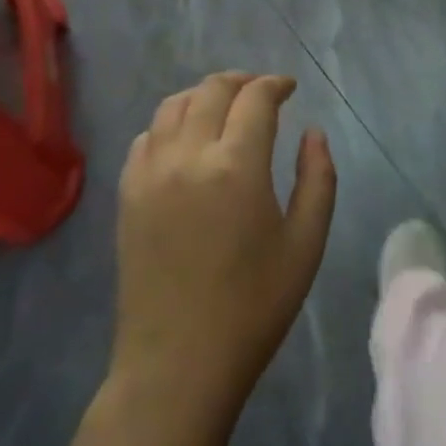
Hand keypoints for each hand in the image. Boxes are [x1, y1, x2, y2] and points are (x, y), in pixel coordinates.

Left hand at [113, 72, 336, 407]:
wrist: (178, 364)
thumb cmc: (253, 307)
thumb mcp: (306, 245)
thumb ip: (318, 178)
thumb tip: (312, 133)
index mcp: (236, 165)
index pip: (255, 98)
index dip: (275, 84)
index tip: (289, 88)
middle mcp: (188, 155)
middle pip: (212, 90)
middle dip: (241, 81)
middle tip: (261, 92)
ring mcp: (151, 172)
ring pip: (174, 105)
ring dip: (203, 95)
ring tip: (223, 107)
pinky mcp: (127, 193)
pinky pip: (147, 136)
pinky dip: (170, 123)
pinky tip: (185, 140)